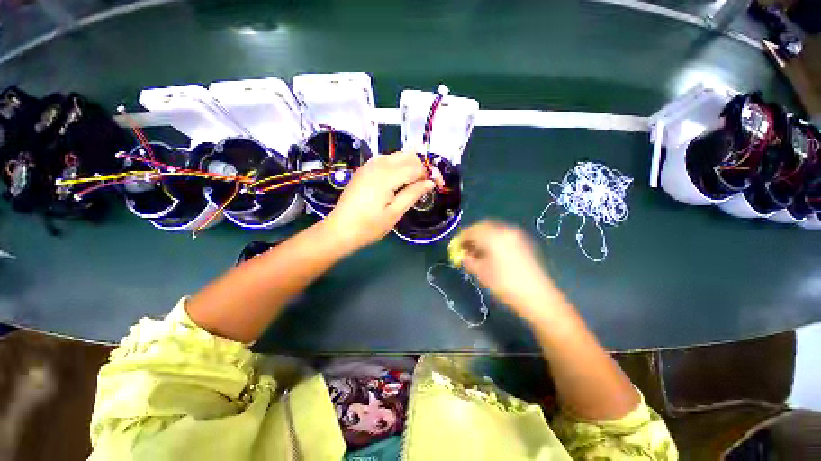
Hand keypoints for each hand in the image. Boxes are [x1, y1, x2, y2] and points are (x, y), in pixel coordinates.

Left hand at [324, 151, 442, 251]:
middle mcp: (378, 164)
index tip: (439, 186)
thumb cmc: (369, 226)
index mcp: (387, 176)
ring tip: (417, 183)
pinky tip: (400, 180)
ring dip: (411, 165)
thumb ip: (413, 194)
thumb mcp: (395, 213)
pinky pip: (386, 160)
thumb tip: (430, 182)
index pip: (416, 167)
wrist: (340, 230)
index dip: (431, 174)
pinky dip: (398, 166)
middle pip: (408, 156)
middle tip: (429, 183)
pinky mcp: (364, 170)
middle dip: (422, 166)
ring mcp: (369, 165)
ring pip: (397, 156)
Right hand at [458, 220, 559, 315]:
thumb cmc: (505, 284)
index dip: (461, 238)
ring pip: (493, 230)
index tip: (455, 247)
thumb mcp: (481, 273)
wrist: (538, 296)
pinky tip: (491, 252)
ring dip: (482, 237)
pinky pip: (502, 234)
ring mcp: (516, 235)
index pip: (471, 231)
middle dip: (472, 235)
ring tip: (477, 252)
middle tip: (465, 248)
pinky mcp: (523, 242)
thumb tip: (462, 255)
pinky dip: (493, 239)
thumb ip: (468, 260)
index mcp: (493, 236)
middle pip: (483, 226)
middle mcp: (505, 230)